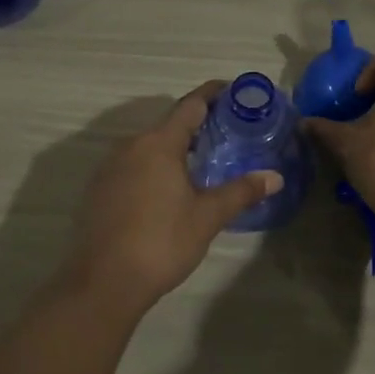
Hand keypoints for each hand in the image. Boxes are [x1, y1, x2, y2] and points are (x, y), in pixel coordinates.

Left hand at [64, 81, 282, 315]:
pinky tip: (169, 188)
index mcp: (158, 144)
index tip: (233, 90)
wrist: (103, 283)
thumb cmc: (161, 241)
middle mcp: (131, 146)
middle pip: (169, 124)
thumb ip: (241, 192)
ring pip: (149, 146)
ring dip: (175, 147)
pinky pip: (133, 165)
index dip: (213, 94)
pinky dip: (155, 166)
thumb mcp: (207, 216)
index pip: (190, 105)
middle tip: (227, 131)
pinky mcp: (99, 190)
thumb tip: (275, 177)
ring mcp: (110, 168)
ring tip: (202, 160)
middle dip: (197, 124)